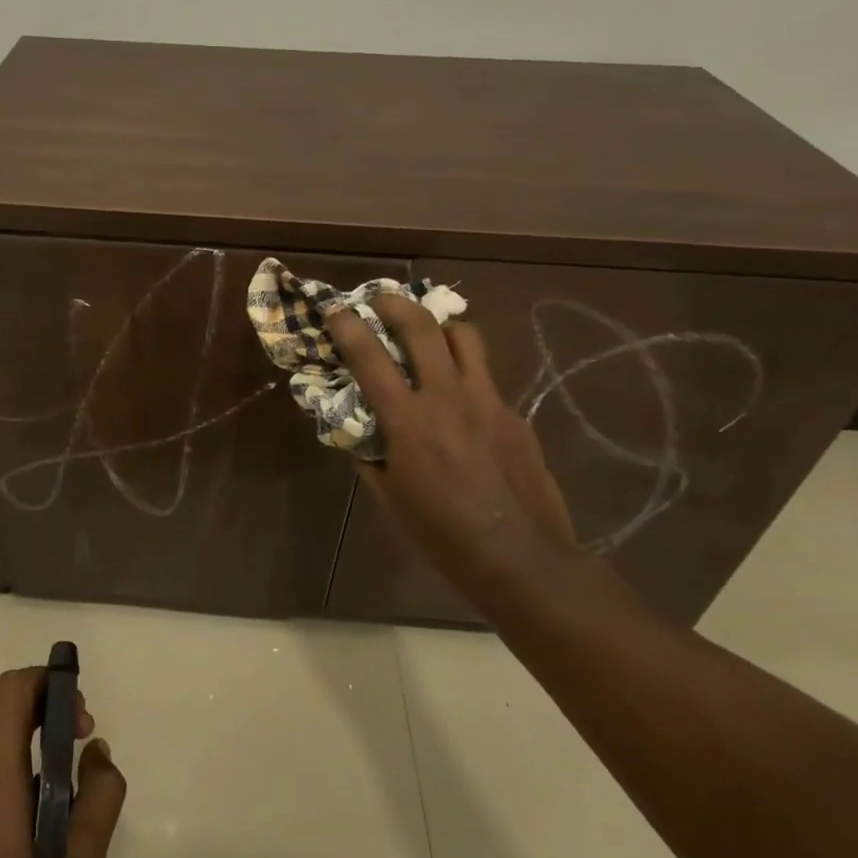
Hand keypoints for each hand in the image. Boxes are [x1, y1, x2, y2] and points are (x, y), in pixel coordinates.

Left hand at [0, 667, 126, 857]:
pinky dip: (14, 764)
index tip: (83, 718)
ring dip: (31, 737)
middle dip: (46, 709)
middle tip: (84, 743)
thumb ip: (100, 793)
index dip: (50, 684)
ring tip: (67, 782)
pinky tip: (40, 815)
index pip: (11, 691)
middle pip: (0, 710)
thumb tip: (96, 752)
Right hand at [328, 295, 574, 595]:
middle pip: (423, 327)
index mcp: (408, 421)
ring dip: (440, 327)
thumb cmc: (443, 535)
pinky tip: (463, 403)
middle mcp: (448, 397)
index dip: (348, 327)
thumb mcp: (391, 499)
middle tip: (382, 300)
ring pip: (465, 337)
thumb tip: (361, 433)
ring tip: (429, 335)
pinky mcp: (515, 414)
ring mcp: (488, 401)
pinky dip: (466, 374)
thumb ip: (371, 457)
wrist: (521, 558)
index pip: (370, 357)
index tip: (336, 310)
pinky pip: (486, 378)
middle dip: (397, 303)